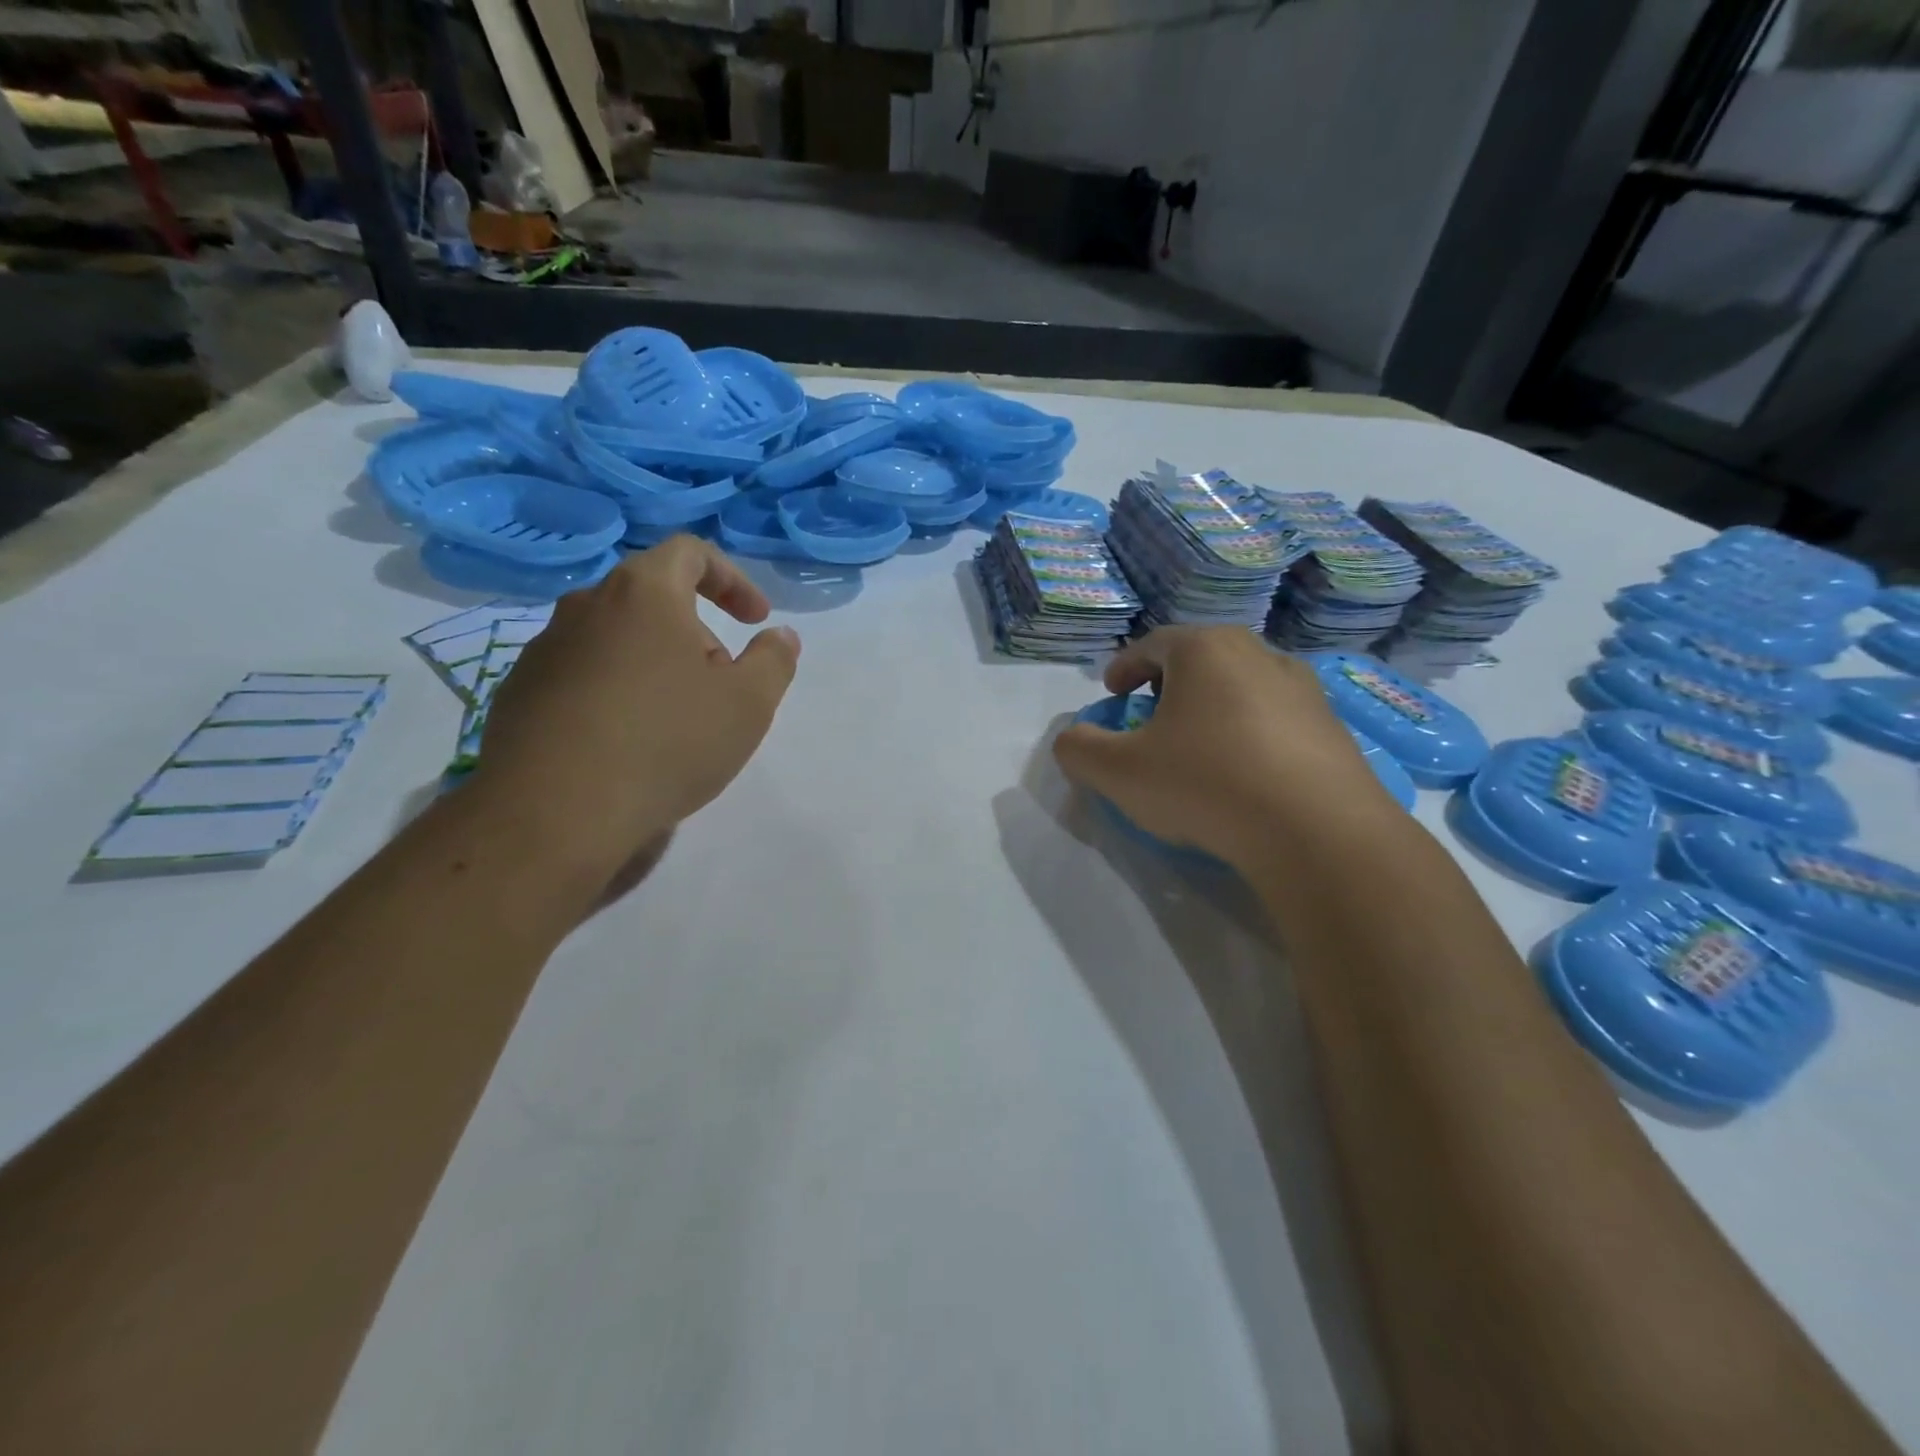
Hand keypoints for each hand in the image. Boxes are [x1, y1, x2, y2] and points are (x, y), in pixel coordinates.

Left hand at [473, 536, 799, 888]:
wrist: (555, 811)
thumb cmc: (667, 742)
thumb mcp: (749, 703)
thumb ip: (774, 660)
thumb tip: (780, 635)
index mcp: (643, 593)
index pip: (690, 552)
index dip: (732, 578)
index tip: (755, 619)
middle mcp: (586, 606)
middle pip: (652, 597)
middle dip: (696, 631)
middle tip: (720, 680)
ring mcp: (544, 649)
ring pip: (615, 637)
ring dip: (654, 661)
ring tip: (675, 717)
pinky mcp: (519, 692)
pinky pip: (582, 674)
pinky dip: (615, 690)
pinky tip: (628, 742)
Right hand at [1052, 627, 1396, 867]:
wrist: (1317, 831)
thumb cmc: (1206, 784)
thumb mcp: (1119, 772)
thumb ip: (1079, 750)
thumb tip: (1072, 740)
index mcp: (1204, 649)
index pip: (1152, 644)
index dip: (1124, 667)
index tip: (1112, 693)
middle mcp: (1258, 653)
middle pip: (1199, 658)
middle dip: (1167, 683)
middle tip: (1150, 715)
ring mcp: (1302, 687)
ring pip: (1240, 684)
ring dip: (1211, 705)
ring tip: (1197, 744)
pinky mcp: (1331, 725)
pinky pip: (1274, 716)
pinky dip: (1248, 731)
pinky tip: (1243, 771)